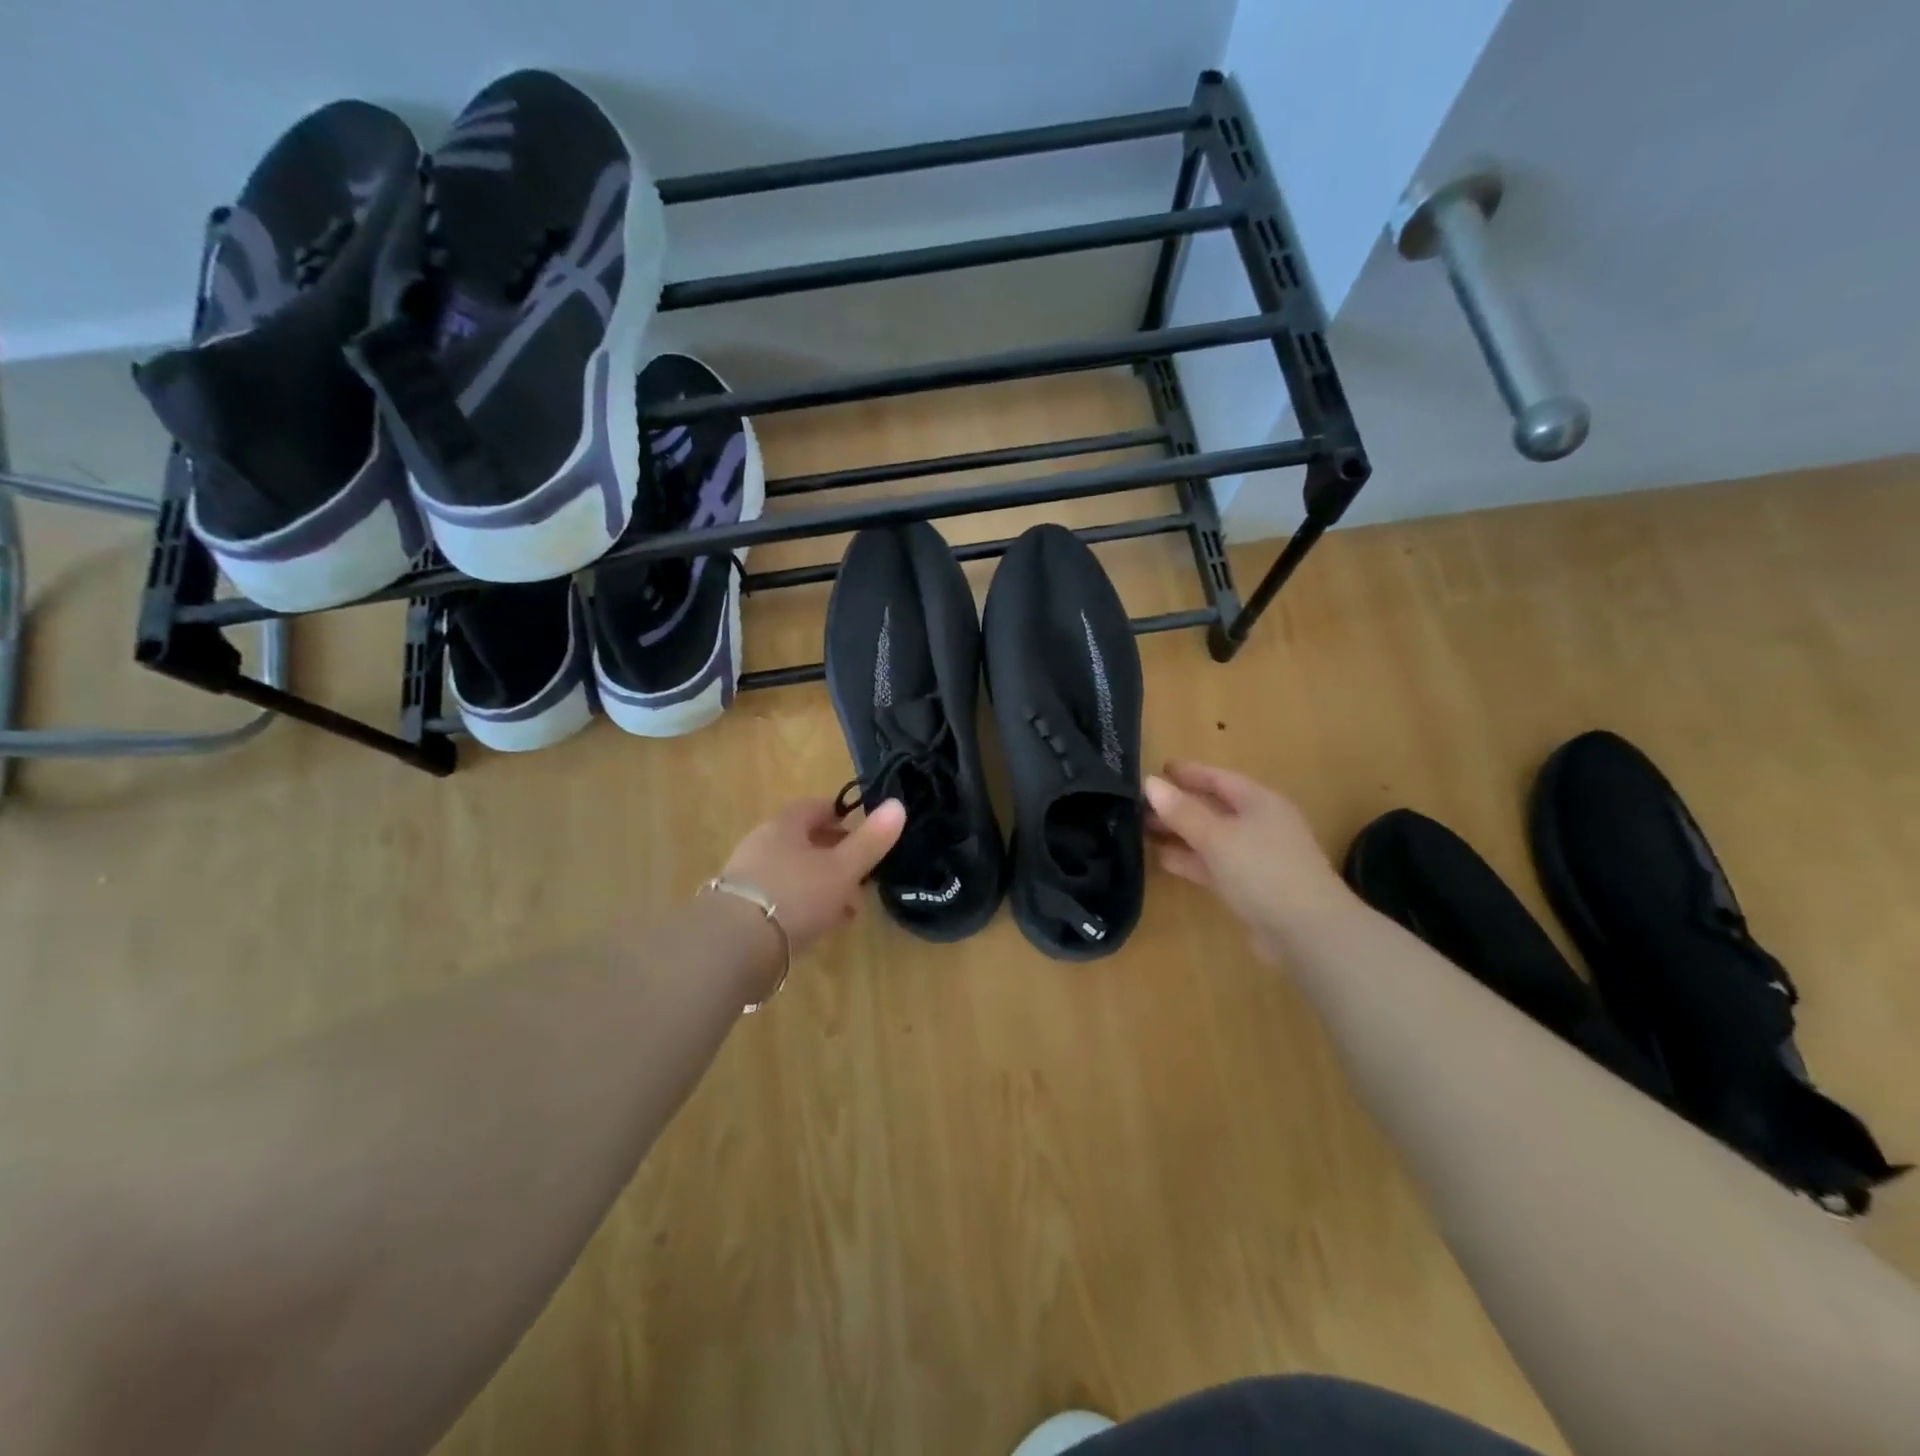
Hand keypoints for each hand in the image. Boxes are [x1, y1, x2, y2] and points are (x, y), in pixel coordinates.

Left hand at [720, 798, 906, 953]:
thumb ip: (870, 840)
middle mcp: (762, 844)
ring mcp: (748, 878)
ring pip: (795, 873)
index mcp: (784, 825)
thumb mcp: (842, 868)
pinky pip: (782, 899)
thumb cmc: (794, 895)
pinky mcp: (741, 910)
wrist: (733, 947)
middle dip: (837, 857)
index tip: (865, 831)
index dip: (842, 816)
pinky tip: (820, 927)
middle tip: (863, 875)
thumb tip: (898, 804)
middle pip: (805, 842)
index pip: (816, 808)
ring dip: (823, 886)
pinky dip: (805, 906)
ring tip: (848, 909)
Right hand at [1144, 760, 1351, 961]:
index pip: (1218, 778)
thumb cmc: (1262, 870)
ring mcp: (1256, 857)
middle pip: (1213, 807)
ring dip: (1179, 833)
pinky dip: (1189, 860)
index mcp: (1259, 802)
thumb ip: (1182, 811)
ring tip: (1142, 830)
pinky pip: (1213, 864)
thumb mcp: (1217, 836)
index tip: (1155, 770)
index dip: (1187, 773)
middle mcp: (1260, 824)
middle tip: (1138, 804)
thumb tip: (1150, 782)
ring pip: (1211, 837)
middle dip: (1178, 805)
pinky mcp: (1250, 886)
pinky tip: (1163, 860)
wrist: (1307, 932)